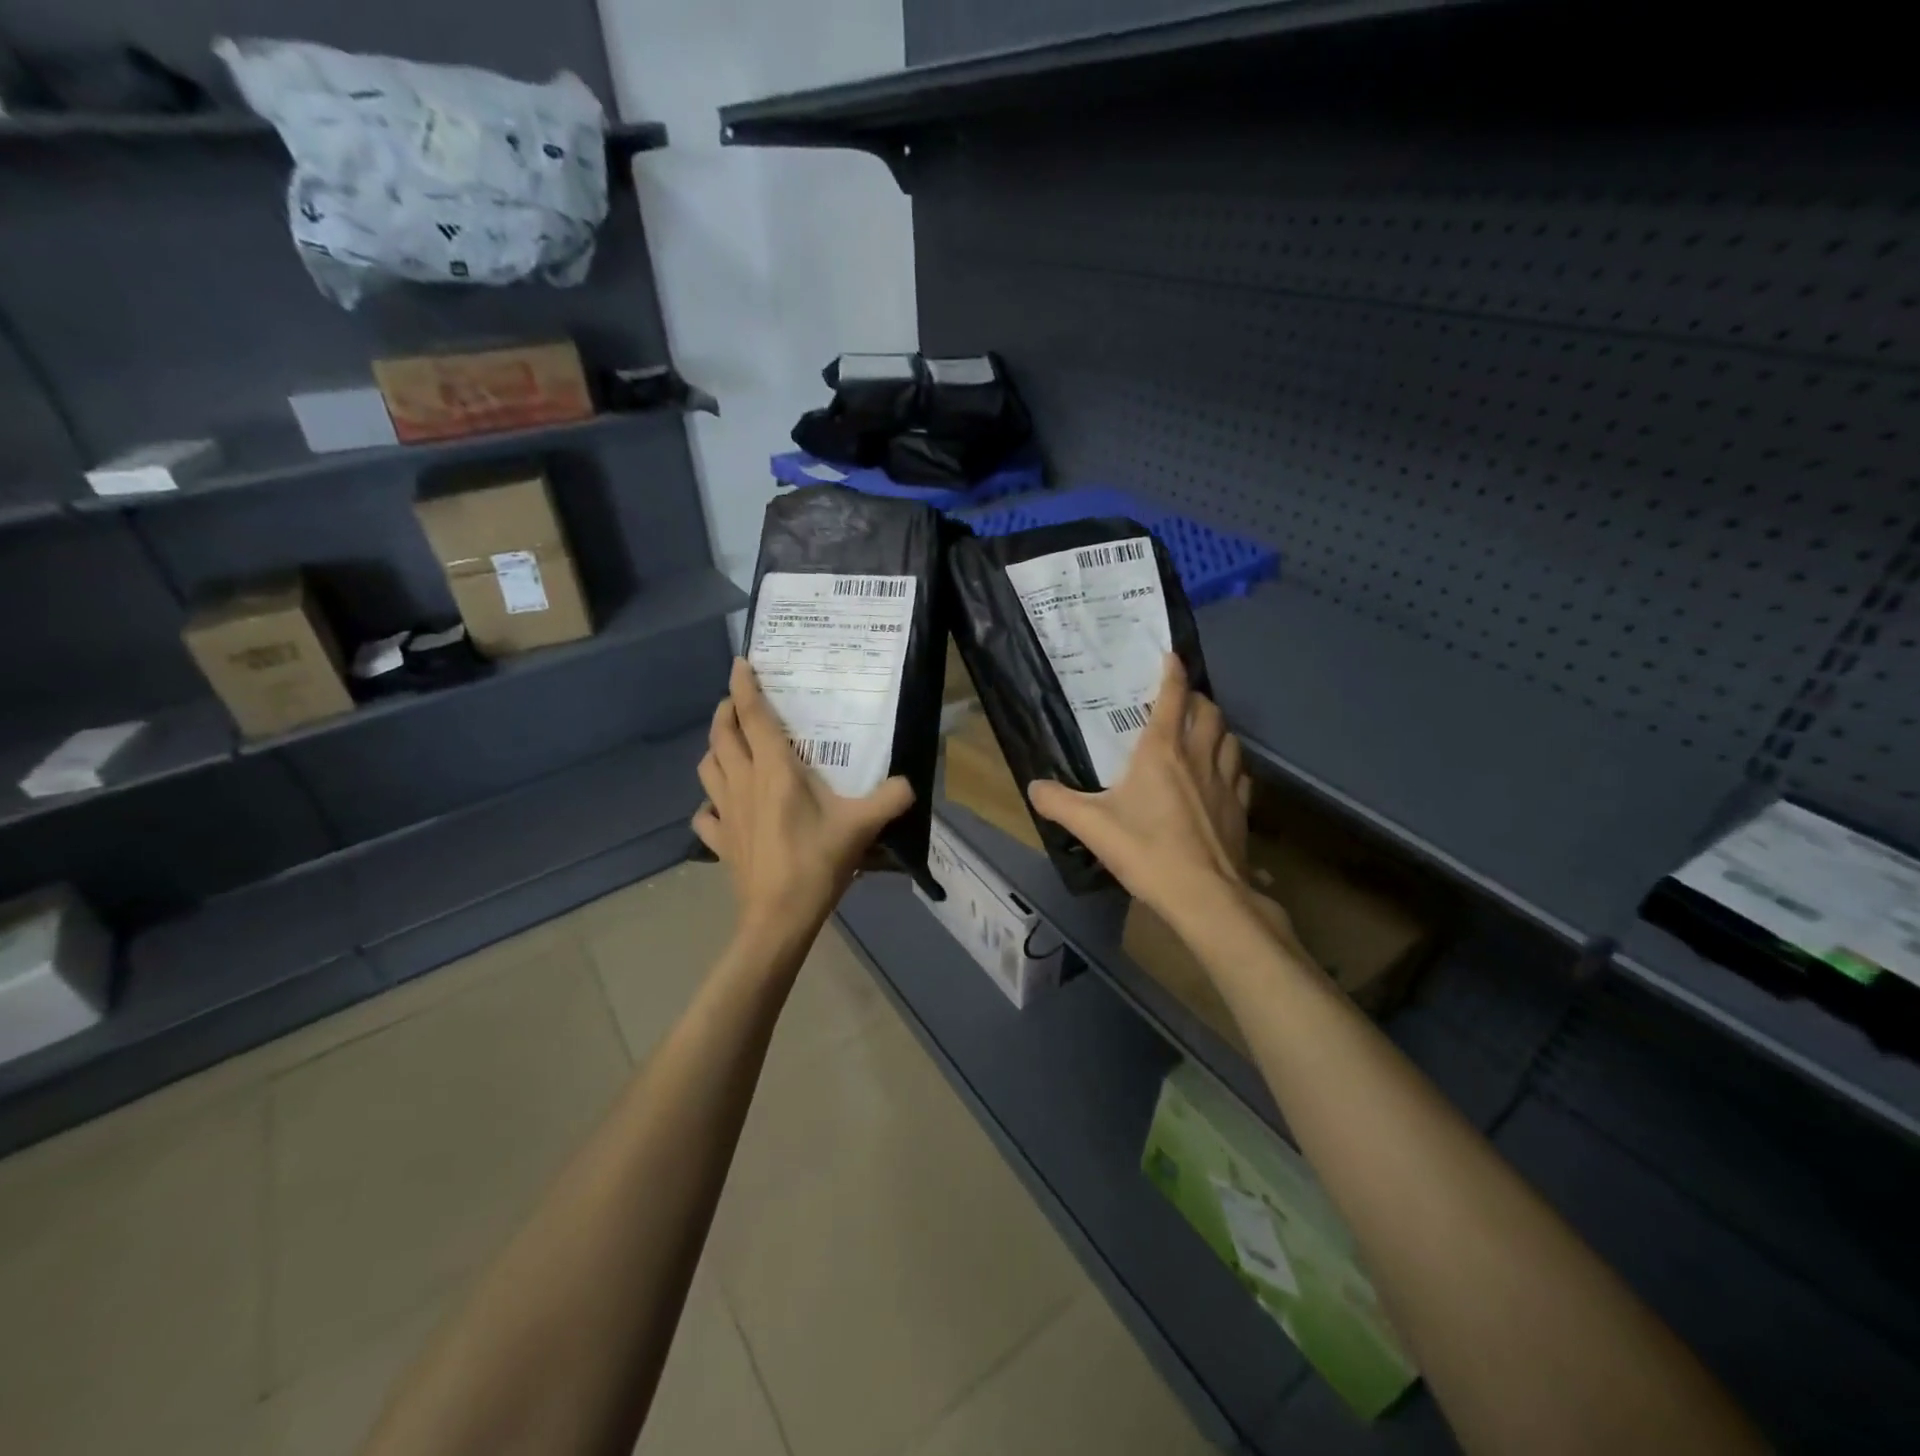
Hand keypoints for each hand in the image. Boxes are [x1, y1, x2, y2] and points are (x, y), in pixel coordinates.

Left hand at [693, 658, 914, 940]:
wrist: (779, 916)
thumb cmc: (817, 862)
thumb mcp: (863, 825)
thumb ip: (891, 798)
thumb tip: (911, 783)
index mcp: (774, 770)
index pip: (753, 716)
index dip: (745, 686)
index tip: (741, 662)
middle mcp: (743, 782)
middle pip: (721, 735)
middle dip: (725, 711)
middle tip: (738, 702)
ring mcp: (726, 811)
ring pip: (706, 767)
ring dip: (714, 748)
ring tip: (729, 744)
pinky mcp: (720, 840)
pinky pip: (705, 813)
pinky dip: (709, 801)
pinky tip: (722, 804)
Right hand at [1028, 654, 1253, 918]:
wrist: (1205, 895)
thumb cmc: (1147, 851)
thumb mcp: (1092, 826)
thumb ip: (1058, 803)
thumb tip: (1033, 786)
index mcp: (1162, 751)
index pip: (1174, 697)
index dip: (1173, 673)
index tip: (1171, 657)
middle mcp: (1198, 757)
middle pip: (1209, 712)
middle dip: (1198, 699)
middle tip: (1182, 701)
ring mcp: (1225, 782)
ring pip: (1229, 738)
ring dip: (1217, 727)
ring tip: (1203, 732)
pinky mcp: (1241, 808)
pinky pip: (1240, 772)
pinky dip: (1230, 763)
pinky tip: (1220, 776)